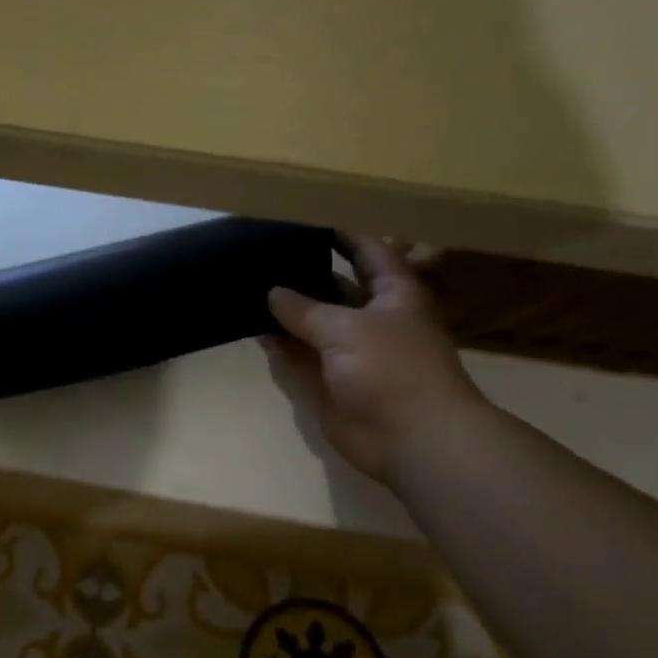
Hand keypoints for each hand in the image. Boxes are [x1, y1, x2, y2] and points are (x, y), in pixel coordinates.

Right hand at [266, 237, 487, 483]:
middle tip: (262, 254)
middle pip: (335, 287)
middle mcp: (372, 318)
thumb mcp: (346, 328)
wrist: (410, 438)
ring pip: (312, 322)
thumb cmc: (391, 369)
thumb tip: (272, 293)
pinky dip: (279, 344)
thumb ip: (305, 309)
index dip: (341, 235)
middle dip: (303, 273)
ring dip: (285, 310)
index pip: (367, 252)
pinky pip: (299, 355)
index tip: (304, 220)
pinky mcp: (329, 380)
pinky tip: (252, 328)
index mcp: (394, 294)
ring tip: (247, 285)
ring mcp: (349, 352)